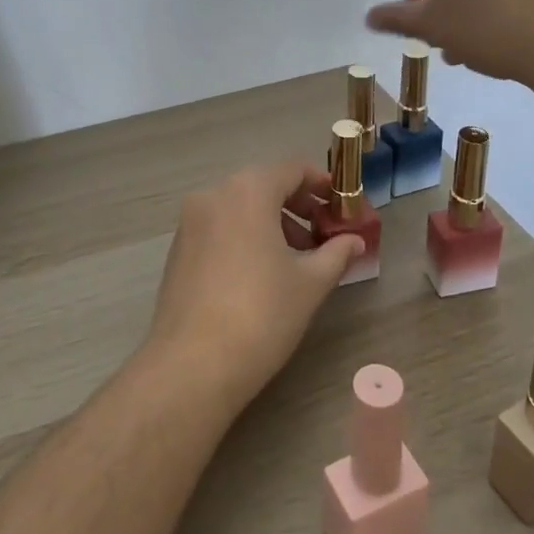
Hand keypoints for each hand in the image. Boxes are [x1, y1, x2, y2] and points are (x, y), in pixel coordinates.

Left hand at [145, 161, 363, 413]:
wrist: (193, 364)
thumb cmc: (261, 314)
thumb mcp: (309, 282)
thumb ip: (336, 253)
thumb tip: (355, 241)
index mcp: (248, 190)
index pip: (292, 169)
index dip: (323, 183)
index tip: (343, 205)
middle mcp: (214, 194)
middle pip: (264, 185)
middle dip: (298, 205)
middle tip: (325, 233)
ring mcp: (190, 221)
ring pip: (240, 207)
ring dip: (273, 222)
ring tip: (299, 257)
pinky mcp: (178, 249)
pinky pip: (220, 227)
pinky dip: (246, 235)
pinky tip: (262, 272)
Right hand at [364, 0, 533, 83]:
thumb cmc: (487, 23)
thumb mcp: (433, 24)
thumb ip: (398, 17)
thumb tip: (369, 17)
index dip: (419, 2)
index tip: (424, 33)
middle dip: (450, 4)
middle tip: (449, 43)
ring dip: (477, 5)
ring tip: (477, 48)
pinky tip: (508, 35)